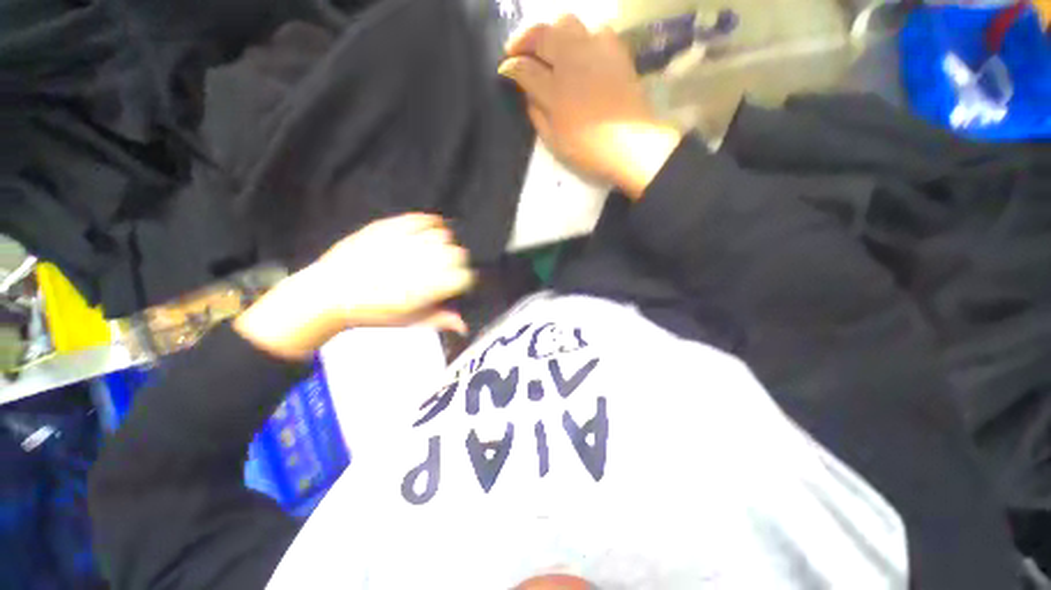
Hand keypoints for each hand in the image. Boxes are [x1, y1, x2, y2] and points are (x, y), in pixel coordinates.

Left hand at [235, 214, 473, 359]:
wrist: (330, 294)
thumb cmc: (372, 312)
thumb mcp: (409, 321)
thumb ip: (440, 319)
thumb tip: (464, 325)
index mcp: (425, 289)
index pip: (463, 277)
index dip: (464, 279)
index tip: (458, 282)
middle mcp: (418, 263)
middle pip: (457, 254)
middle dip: (457, 261)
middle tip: (446, 267)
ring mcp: (403, 243)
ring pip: (442, 235)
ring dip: (444, 243)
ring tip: (436, 250)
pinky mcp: (389, 228)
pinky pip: (420, 219)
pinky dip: (430, 222)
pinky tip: (431, 228)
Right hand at [499, 15, 682, 198]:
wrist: (631, 145)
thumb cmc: (589, 150)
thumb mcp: (554, 141)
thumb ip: (537, 115)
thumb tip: (529, 95)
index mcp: (553, 90)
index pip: (523, 68)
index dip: (510, 67)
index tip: (504, 69)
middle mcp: (571, 61)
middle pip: (541, 33)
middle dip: (523, 39)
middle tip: (517, 50)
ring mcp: (595, 51)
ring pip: (567, 22)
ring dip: (551, 32)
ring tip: (549, 47)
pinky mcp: (615, 51)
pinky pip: (595, 30)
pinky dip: (582, 36)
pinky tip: (581, 52)